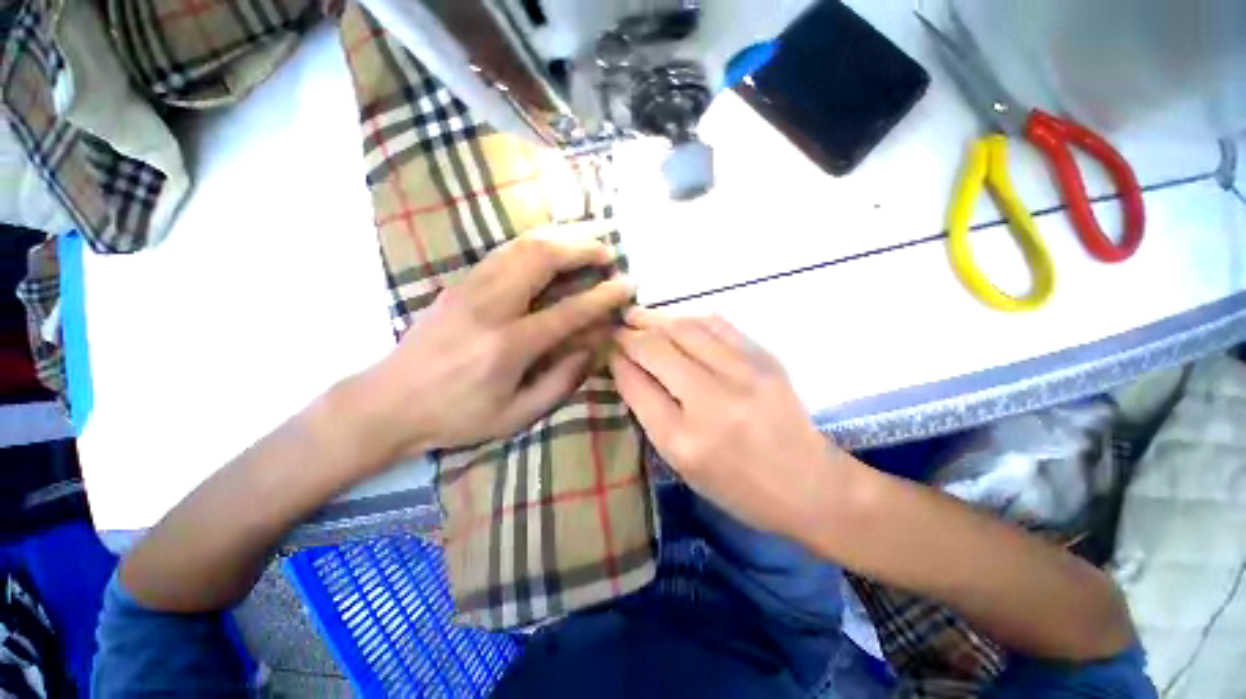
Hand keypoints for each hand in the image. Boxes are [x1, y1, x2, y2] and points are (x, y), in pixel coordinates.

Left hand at [361, 230, 631, 461]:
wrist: (387, 402)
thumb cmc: (457, 416)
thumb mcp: (516, 414)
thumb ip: (561, 381)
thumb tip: (592, 348)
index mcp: (508, 346)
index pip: (569, 310)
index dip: (604, 296)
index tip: (627, 285)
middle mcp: (490, 307)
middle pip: (542, 258)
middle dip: (582, 248)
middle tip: (608, 253)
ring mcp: (470, 288)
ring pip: (521, 245)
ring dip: (560, 237)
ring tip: (586, 242)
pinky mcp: (458, 282)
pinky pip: (503, 251)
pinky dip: (534, 242)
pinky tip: (550, 247)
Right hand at [611, 309, 851, 540]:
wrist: (808, 484)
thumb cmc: (737, 486)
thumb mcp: (681, 463)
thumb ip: (650, 413)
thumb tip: (627, 368)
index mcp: (684, 440)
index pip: (637, 384)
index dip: (617, 360)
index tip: (607, 348)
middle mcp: (711, 402)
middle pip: (657, 349)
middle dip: (630, 333)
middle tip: (617, 326)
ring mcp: (743, 374)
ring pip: (686, 328)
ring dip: (656, 318)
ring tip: (638, 314)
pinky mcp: (765, 358)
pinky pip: (718, 325)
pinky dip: (690, 317)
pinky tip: (676, 318)